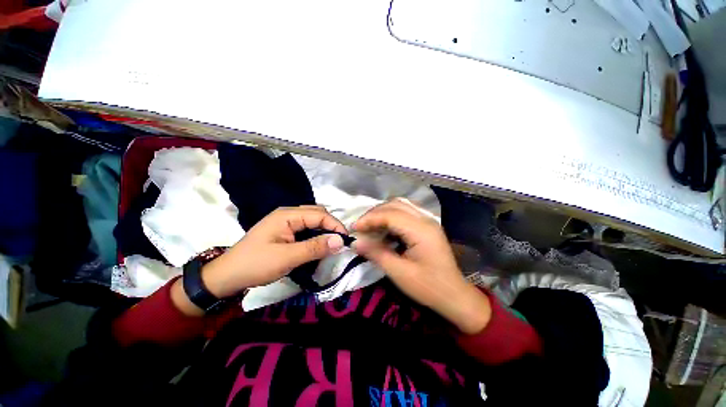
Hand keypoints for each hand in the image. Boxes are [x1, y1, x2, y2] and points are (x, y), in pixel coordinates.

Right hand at [352, 198, 490, 333]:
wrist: (454, 295)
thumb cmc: (428, 287)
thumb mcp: (399, 273)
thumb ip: (376, 254)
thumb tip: (355, 242)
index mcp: (421, 230)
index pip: (390, 215)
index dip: (369, 219)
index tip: (354, 228)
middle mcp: (426, 219)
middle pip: (395, 204)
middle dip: (375, 213)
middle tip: (361, 227)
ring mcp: (428, 221)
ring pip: (401, 205)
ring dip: (383, 212)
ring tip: (370, 226)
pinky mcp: (427, 226)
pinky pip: (406, 212)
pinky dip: (391, 216)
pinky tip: (385, 228)